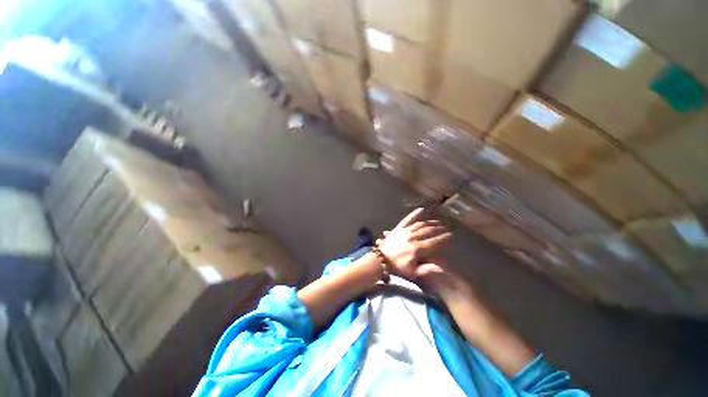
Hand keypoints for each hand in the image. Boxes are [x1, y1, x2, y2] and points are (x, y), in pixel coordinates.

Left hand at [377, 208, 451, 279]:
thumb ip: (427, 269)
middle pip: (428, 231)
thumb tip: (442, 268)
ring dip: (430, 223)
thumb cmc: (397, 268)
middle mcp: (413, 238)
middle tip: (445, 228)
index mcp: (417, 249)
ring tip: (437, 222)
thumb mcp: (413, 272)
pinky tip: (421, 210)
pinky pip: (408, 219)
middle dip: (438, 229)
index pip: (434, 242)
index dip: (443, 238)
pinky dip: (414, 214)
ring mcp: (405, 231)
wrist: (380, 259)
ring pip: (420, 225)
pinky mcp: (399, 228)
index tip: (450, 235)